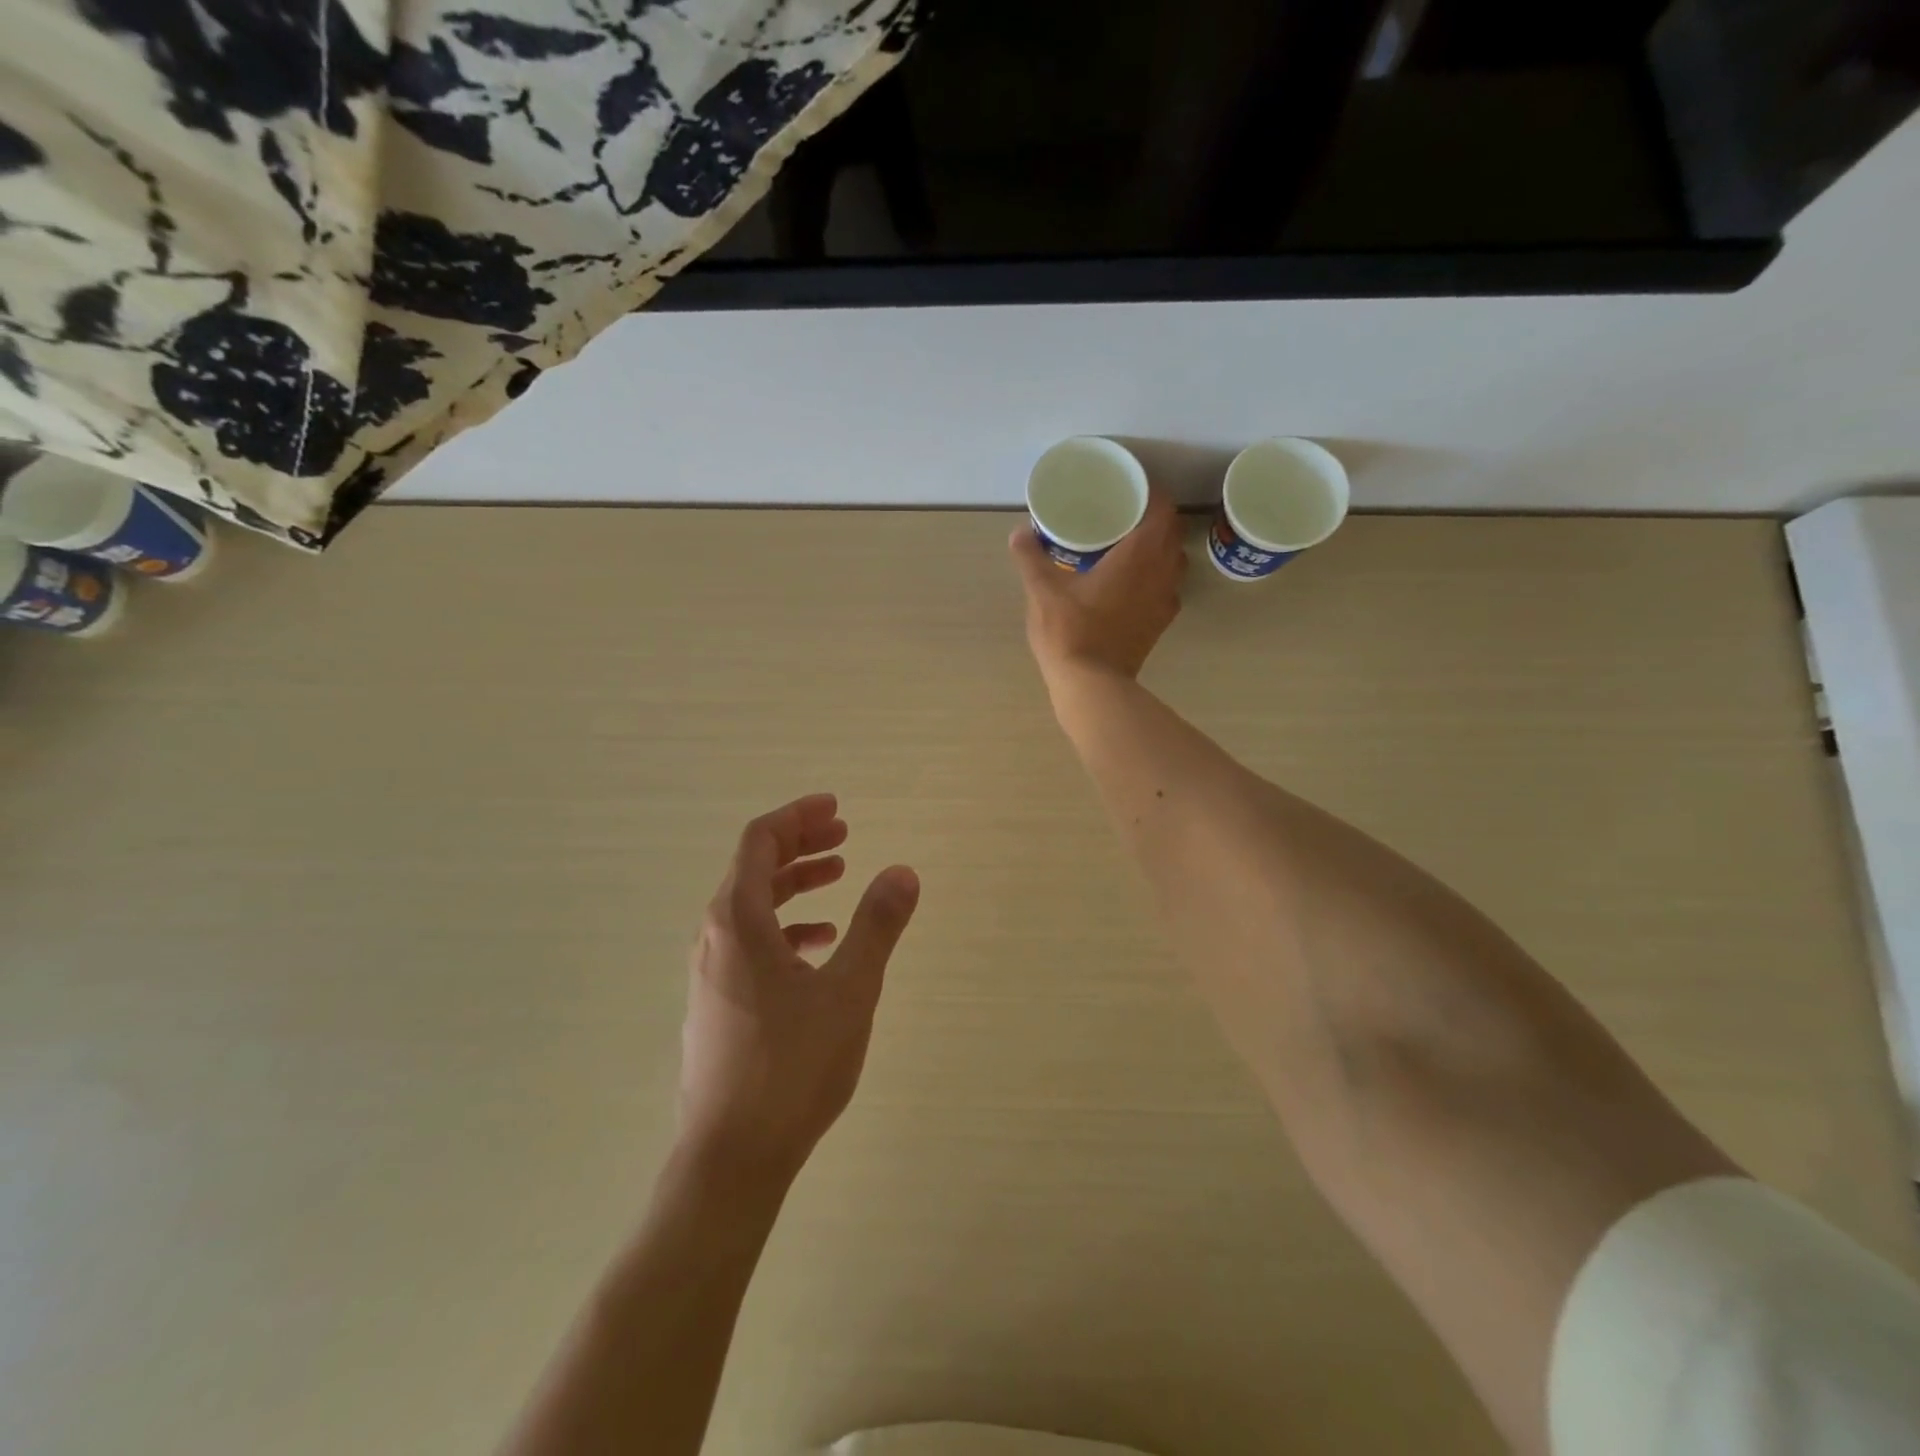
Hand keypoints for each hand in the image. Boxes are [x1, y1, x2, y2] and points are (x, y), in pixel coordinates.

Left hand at [680, 794, 919, 1182]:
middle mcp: (714, 938)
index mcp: (736, 921)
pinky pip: (750, 943)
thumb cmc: (792, 1067)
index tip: (836, 808)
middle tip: (844, 835)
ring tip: (839, 878)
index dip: (798, 816)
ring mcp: (710, 973)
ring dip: (795, 885)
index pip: (760, 841)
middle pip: (754, 868)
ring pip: (752, 907)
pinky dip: (786, 927)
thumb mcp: (850, 990)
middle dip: (800, 845)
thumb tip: (903, 871)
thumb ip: (877, 925)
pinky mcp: (717, 1004)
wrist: (731, 1159)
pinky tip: (820, 945)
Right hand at [1009, 485, 1185, 691]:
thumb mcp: (1042, 591)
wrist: (1092, 686)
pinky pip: (1167, 587)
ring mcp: (1166, 599)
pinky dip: (1155, 576)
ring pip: (1173, 560)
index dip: (1150, 492)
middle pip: (1171, 532)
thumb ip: (1031, 557)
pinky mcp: (1160, 623)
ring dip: (1158, 548)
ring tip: (1128, 546)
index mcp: (1139, 554)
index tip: (1130, 487)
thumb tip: (1019, 532)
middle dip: (1153, 518)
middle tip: (1123, 514)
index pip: (1161, 508)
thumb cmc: (1070, 631)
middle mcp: (1162, 572)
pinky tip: (1130, 583)